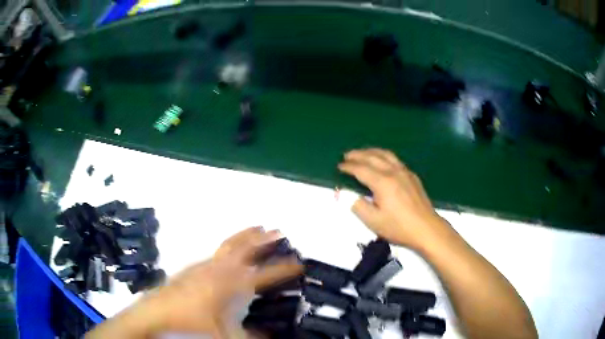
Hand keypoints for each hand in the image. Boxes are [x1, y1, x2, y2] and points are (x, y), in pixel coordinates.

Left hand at [87, 227, 301, 338]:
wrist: (158, 310)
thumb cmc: (191, 321)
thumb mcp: (223, 333)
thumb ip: (248, 337)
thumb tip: (270, 338)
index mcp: (231, 284)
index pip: (264, 275)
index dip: (283, 269)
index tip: (299, 263)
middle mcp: (220, 269)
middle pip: (245, 248)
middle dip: (263, 239)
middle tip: (278, 230)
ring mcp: (205, 265)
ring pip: (230, 244)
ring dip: (246, 236)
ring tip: (258, 227)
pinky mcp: (194, 266)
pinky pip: (217, 251)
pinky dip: (229, 245)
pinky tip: (229, 251)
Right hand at [338, 148, 445, 249]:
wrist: (426, 228)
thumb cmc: (398, 227)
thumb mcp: (373, 220)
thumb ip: (356, 204)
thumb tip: (342, 192)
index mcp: (383, 182)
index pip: (361, 169)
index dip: (348, 167)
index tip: (339, 166)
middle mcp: (393, 172)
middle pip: (373, 157)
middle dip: (358, 154)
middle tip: (346, 155)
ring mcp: (405, 172)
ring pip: (386, 154)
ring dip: (371, 151)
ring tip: (362, 153)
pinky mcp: (412, 176)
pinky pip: (395, 159)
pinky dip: (383, 156)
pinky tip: (382, 161)